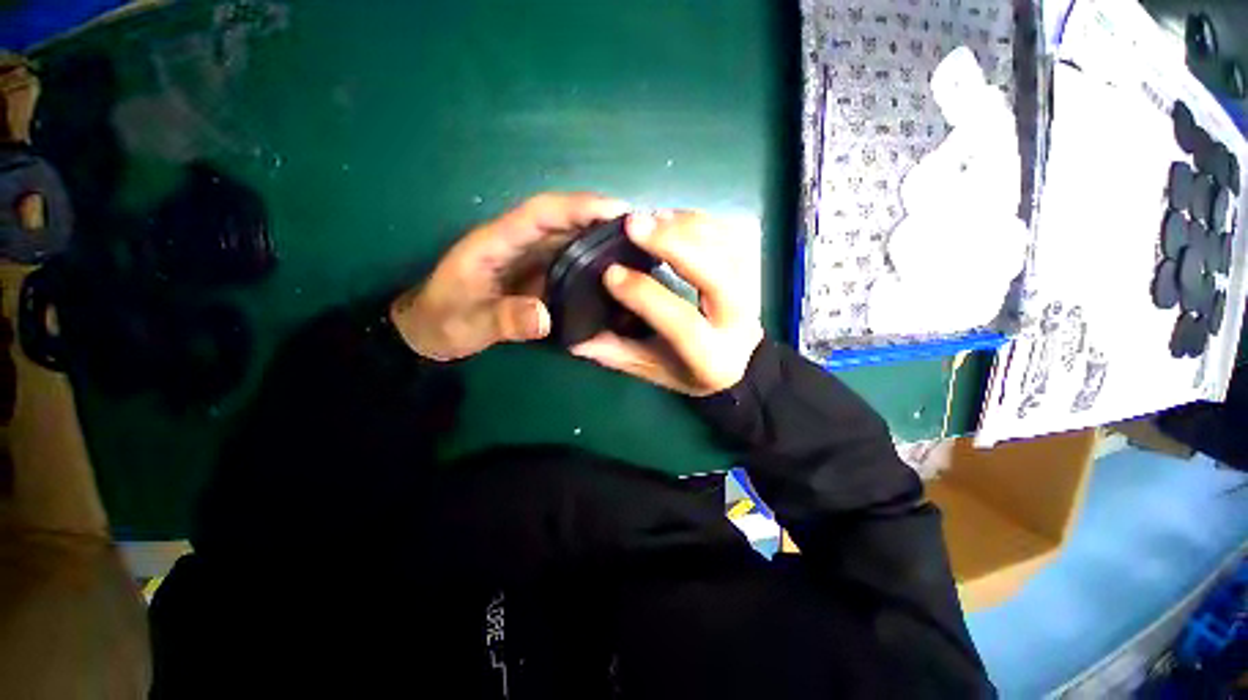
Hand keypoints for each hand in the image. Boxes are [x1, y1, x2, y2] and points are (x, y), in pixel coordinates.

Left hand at [391, 193, 628, 360]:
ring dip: (599, 237)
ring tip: (636, 246)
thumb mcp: (467, 324)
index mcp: (497, 242)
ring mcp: (528, 260)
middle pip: (562, 220)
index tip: (617, 209)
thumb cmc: (441, 322)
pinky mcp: (536, 276)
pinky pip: (568, 262)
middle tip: (641, 228)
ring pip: (568, 239)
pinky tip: (612, 271)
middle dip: (599, 217)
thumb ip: (503, 320)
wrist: (430, 331)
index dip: (578, 206)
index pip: (541, 213)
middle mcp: (517, 244)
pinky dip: (591, 260)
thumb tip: (546, 317)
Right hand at [571, 211, 763, 396]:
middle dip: (673, 244)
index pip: (681, 322)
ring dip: (684, 226)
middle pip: (715, 275)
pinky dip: (699, 220)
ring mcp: (751, 290)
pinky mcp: (751, 269)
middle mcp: (738, 321)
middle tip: (634, 224)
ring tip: (649, 218)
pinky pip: (730, 234)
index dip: (645, 295)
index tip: (610, 273)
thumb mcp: (653, 370)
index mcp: (712, 357)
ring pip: (724, 248)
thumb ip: (617, 354)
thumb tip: (576, 338)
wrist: (740, 361)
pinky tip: (671, 217)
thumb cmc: (691, 370)